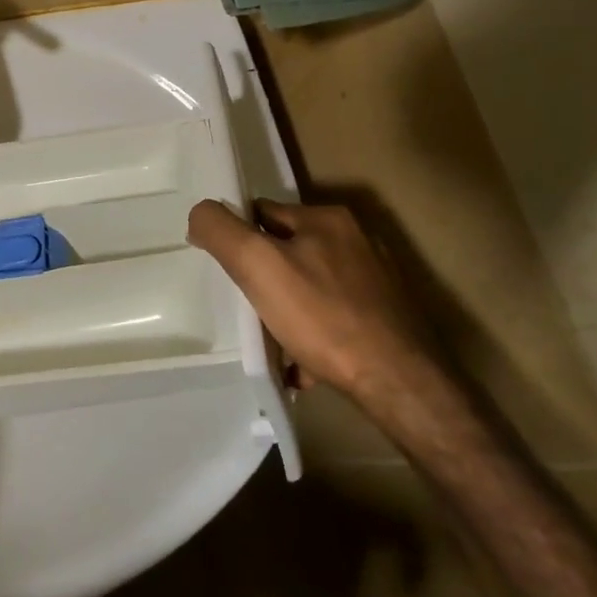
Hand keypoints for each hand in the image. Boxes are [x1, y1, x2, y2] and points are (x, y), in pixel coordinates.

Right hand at [187, 197, 441, 410]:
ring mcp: (374, 282)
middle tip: (246, 308)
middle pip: (287, 252)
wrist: (397, 382)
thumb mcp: (257, 264)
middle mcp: (356, 242)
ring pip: (310, 288)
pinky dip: (312, 337)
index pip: (263, 213)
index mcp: (327, 219)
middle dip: (264, 279)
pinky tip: (301, 364)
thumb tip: (199, 214)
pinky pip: (332, 320)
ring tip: (271, 341)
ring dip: (287, 311)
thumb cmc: (322, 317)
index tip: (226, 271)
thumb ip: (221, 231)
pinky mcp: (384, 318)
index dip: (238, 238)